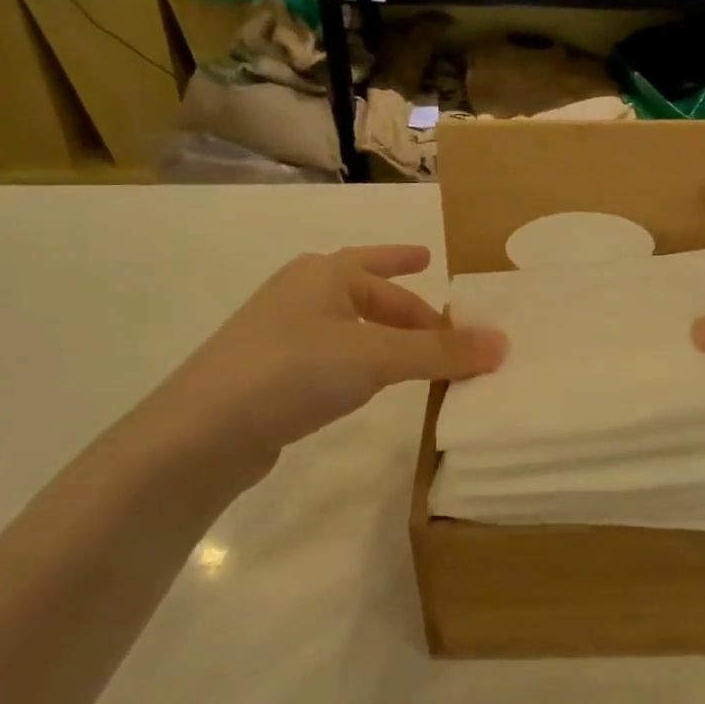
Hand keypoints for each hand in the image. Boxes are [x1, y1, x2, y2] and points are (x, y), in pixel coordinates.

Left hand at [129, 246, 505, 487]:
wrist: (201, 434)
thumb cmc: (292, 371)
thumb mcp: (375, 357)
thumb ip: (439, 352)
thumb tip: (503, 344)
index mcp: (322, 274)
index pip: (382, 269)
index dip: (412, 272)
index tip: (437, 270)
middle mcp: (300, 295)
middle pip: (365, 294)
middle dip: (405, 309)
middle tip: (444, 329)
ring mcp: (281, 336)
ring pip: (349, 328)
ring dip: (385, 338)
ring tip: (416, 356)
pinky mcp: (270, 376)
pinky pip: (331, 358)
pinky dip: (360, 364)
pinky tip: (368, 384)